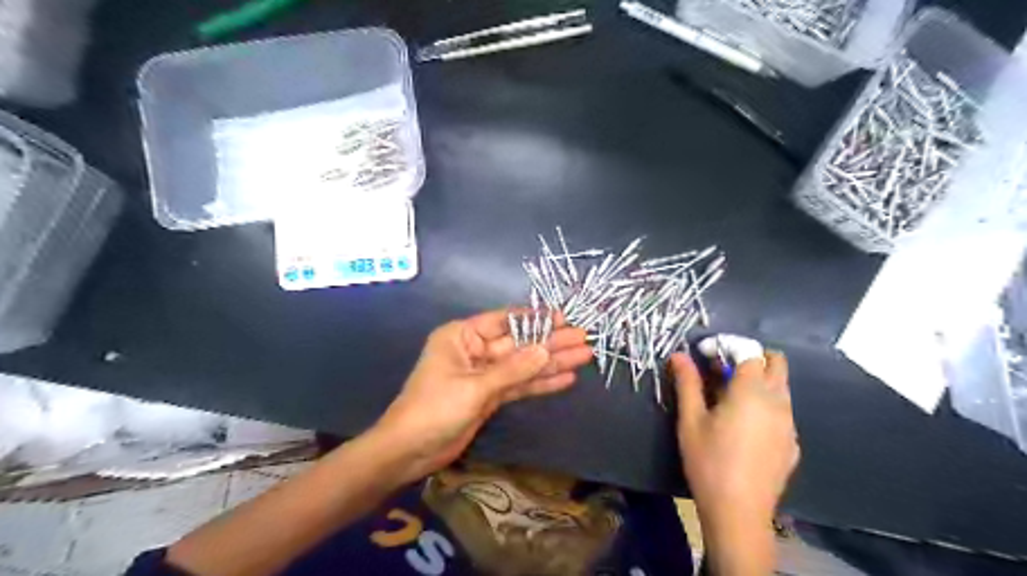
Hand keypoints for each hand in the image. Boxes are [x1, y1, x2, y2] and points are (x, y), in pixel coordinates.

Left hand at [373, 308, 590, 483]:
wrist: (409, 451)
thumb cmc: (434, 409)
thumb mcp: (474, 386)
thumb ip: (513, 369)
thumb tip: (546, 350)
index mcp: (462, 336)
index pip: (504, 321)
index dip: (535, 319)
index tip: (563, 319)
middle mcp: (475, 350)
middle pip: (519, 344)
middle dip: (550, 342)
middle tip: (584, 339)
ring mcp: (484, 374)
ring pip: (523, 365)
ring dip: (551, 362)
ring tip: (584, 356)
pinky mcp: (490, 396)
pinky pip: (519, 385)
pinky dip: (540, 383)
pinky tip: (565, 379)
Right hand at [672, 350, 795, 535]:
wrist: (739, 513)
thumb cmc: (709, 461)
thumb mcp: (690, 420)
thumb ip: (687, 383)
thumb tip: (679, 356)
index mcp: (751, 392)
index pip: (749, 352)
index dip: (727, 346)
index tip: (705, 354)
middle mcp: (778, 402)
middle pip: (776, 363)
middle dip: (750, 357)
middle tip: (722, 370)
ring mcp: (789, 424)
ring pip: (781, 387)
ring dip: (759, 380)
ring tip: (729, 397)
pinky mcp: (792, 444)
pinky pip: (782, 411)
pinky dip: (766, 405)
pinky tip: (745, 426)